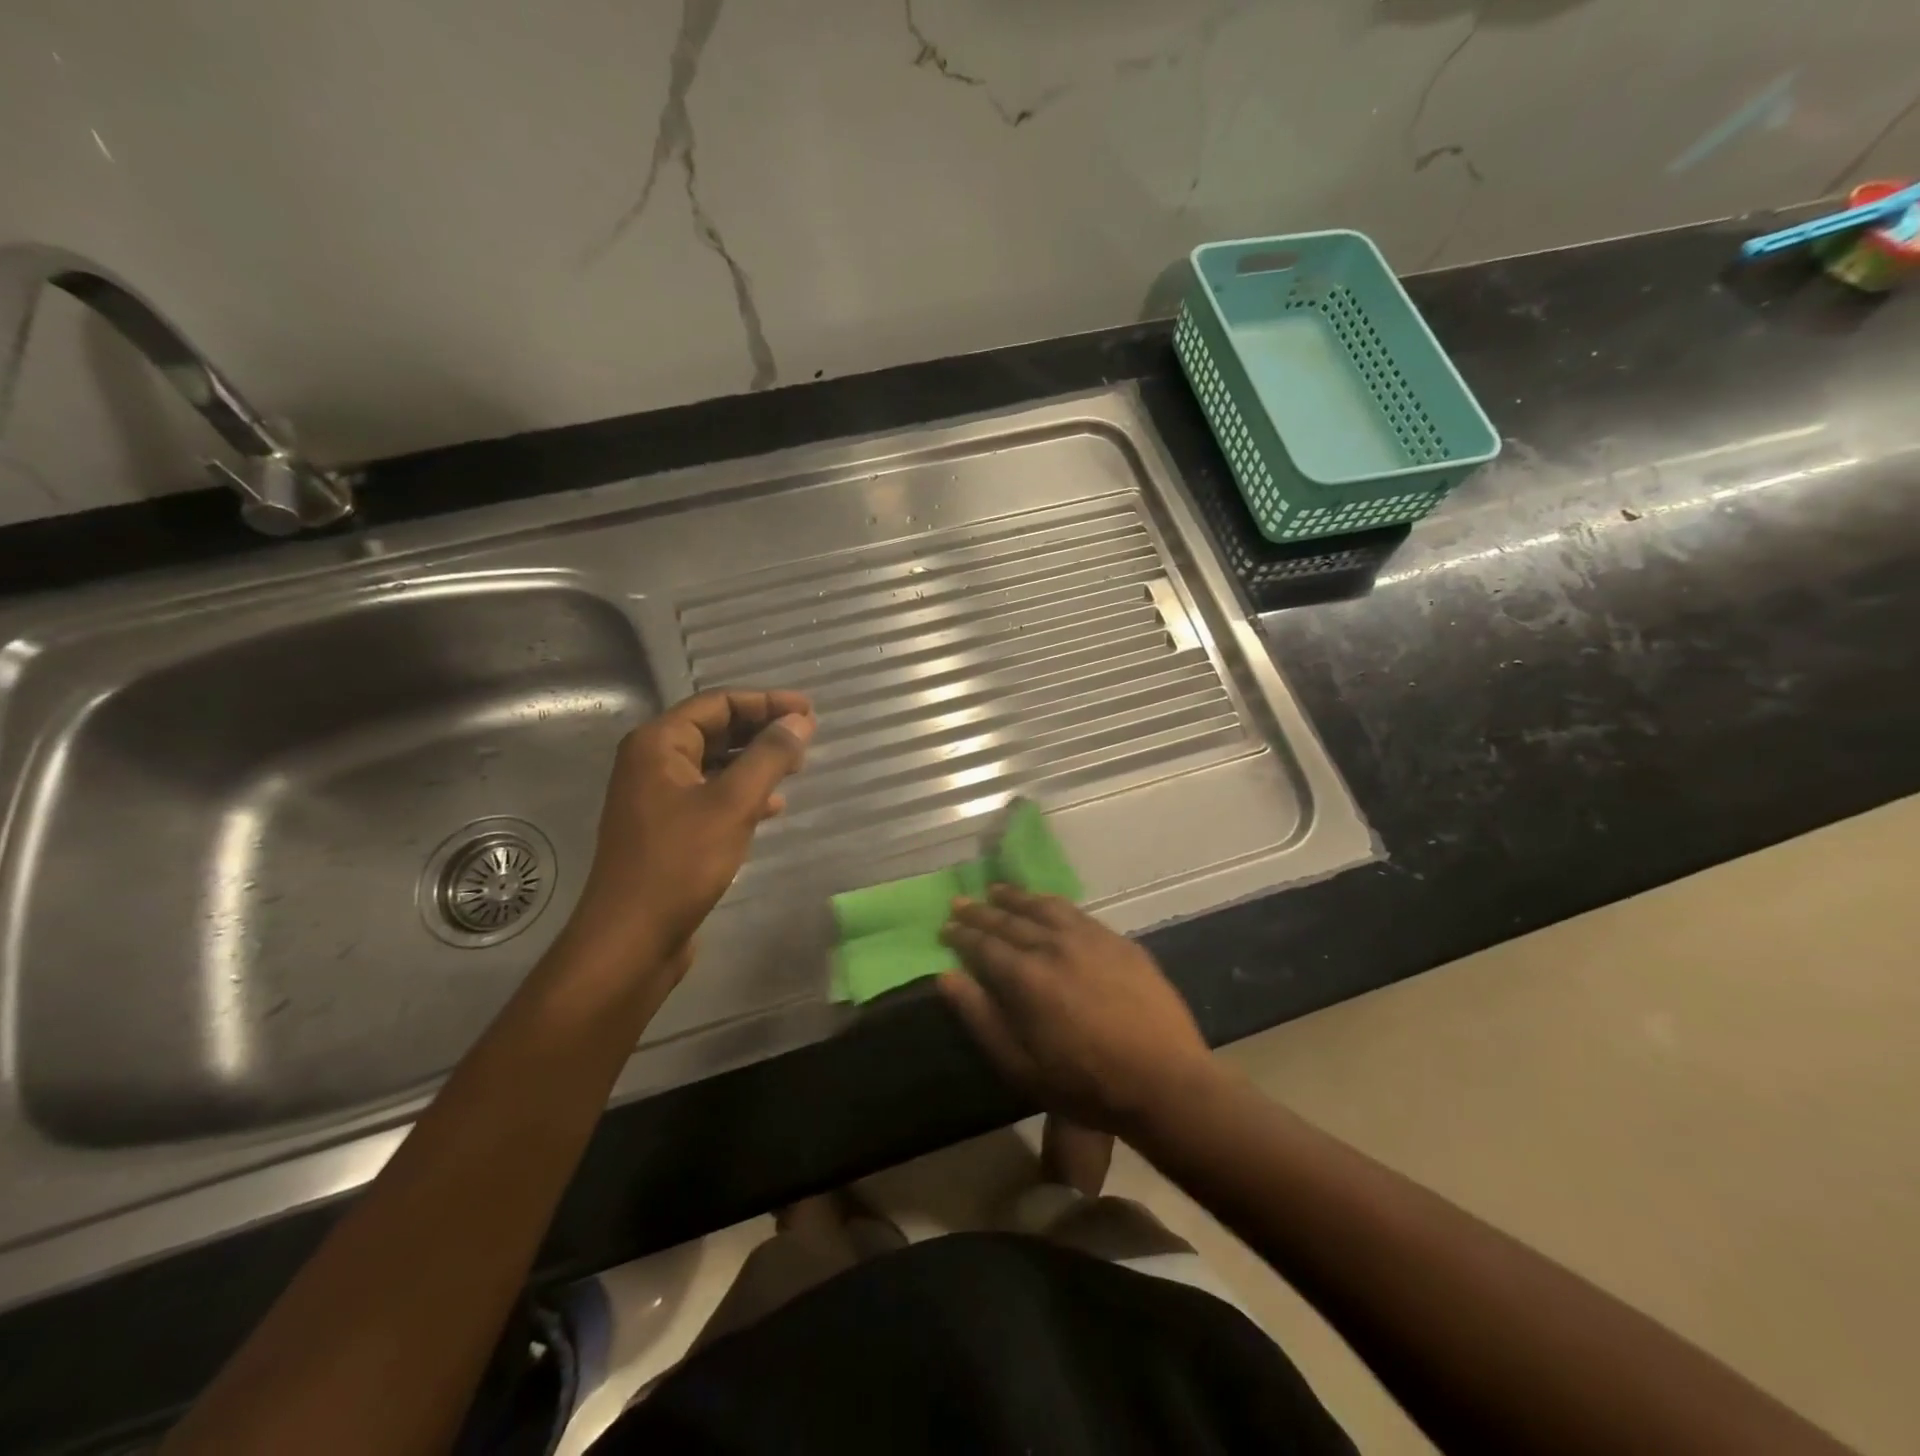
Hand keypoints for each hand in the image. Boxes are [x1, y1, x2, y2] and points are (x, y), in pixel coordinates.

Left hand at [565, 688, 814, 968]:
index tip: (809, 711)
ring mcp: (657, 797)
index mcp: (658, 744)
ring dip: (755, 761)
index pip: (718, 703)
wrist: (631, 939)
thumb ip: (769, 757)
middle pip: (715, 730)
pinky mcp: (667, 829)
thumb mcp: (733, 804)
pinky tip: (772, 807)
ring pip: (715, 764)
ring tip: (796, 767)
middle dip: (761, 730)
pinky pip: (710, 795)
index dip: (766, 702)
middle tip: (806, 737)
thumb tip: (800, 721)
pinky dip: (742, 793)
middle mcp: (652, 762)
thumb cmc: (680, 863)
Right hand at [939, 885, 1213, 1134]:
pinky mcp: (1117, 941)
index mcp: (1026, 977)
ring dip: (1016, 898)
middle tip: (960, 903)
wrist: (1165, 1081)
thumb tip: (946, 977)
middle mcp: (1054, 945)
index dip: (961, 935)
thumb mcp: (1021, 1066)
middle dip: (981, 911)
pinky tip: (1046, 904)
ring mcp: (1089, 938)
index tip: (945, 927)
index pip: (983, 945)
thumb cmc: (1086, 1084)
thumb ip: (981, 1018)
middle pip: (1009, 920)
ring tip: (997, 891)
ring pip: (1043, 907)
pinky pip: (1075, 911)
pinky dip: (1051, 903)